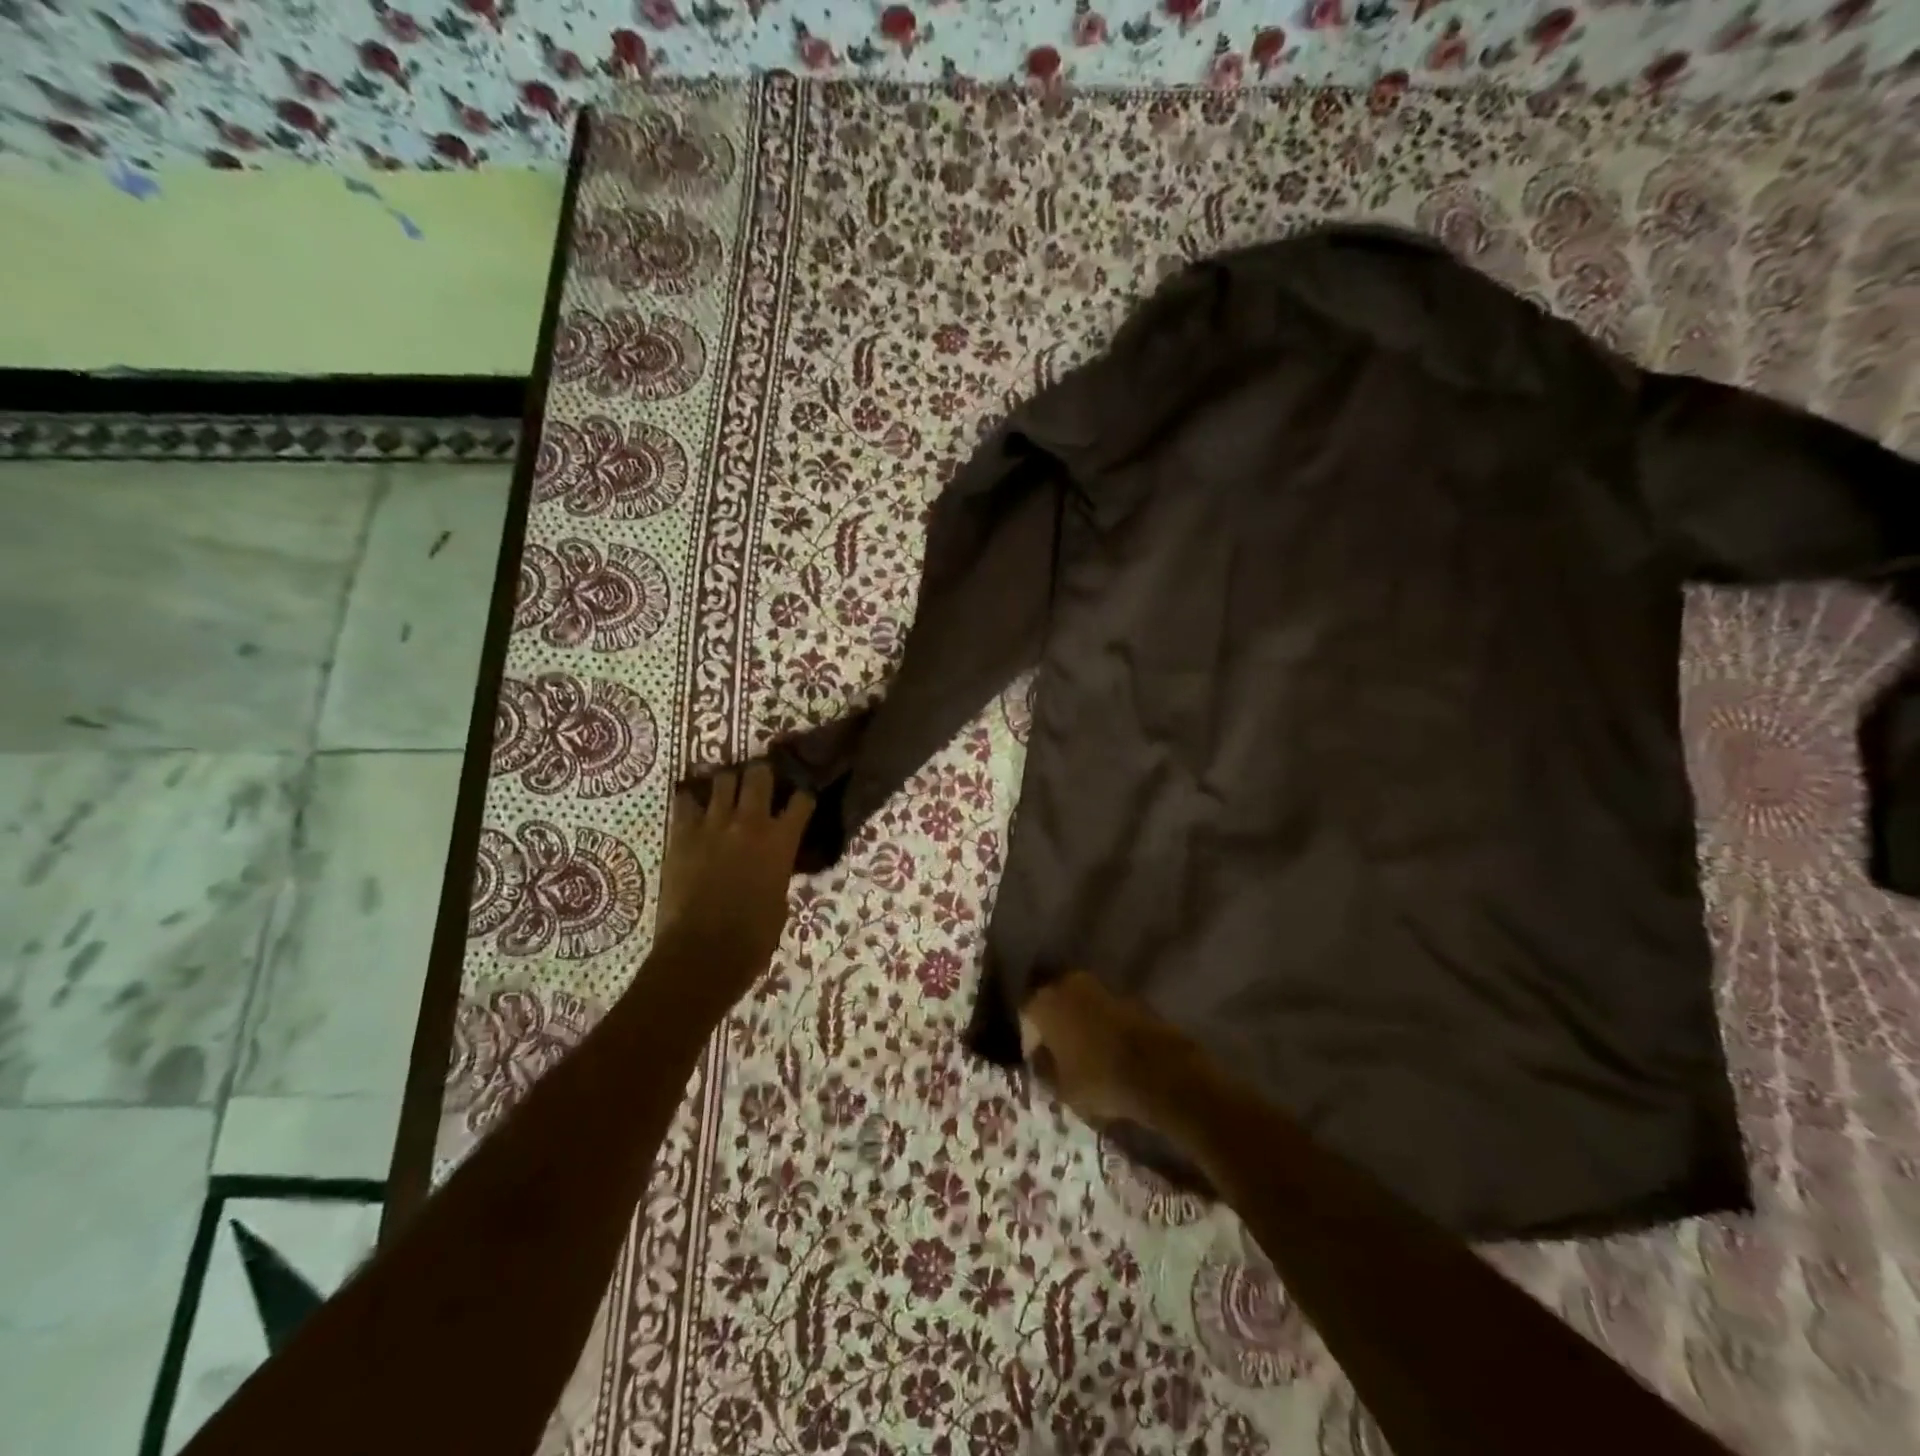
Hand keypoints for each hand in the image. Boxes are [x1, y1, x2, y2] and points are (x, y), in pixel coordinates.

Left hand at [656, 764, 813, 978]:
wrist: (703, 951)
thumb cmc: (753, 937)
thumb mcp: (780, 898)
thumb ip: (778, 868)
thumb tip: (773, 861)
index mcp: (781, 840)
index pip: (802, 799)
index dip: (802, 796)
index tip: (800, 798)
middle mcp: (750, 822)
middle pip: (759, 774)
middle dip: (763, 774)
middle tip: (761, 782)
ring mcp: (713, 824)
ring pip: (723, 778)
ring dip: (728, 781)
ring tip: (727, 788)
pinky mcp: (682, 833)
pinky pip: (685, 800)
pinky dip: (692, 798)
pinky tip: (694, 803)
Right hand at [1018, 971, 1195, 1132]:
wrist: (1158, 1069)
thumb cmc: (1098, 1078)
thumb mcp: (1060, 1088)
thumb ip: (1044, 1069)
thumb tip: (1040, 1059)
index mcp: (1045, 1001)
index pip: (1025, 1013)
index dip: (1029, 1039)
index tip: (1038, 1062)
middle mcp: (1068, 983)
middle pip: (1053, 1002)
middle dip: (1054, 1025)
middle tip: (1059, 1053)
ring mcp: (1101, 986)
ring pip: (1079, 1003)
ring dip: (1079, 1022)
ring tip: (1085, 1052)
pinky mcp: (1128, 995)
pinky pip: (1104, 1009)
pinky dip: (1102, 1024)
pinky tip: (1109, 1048)